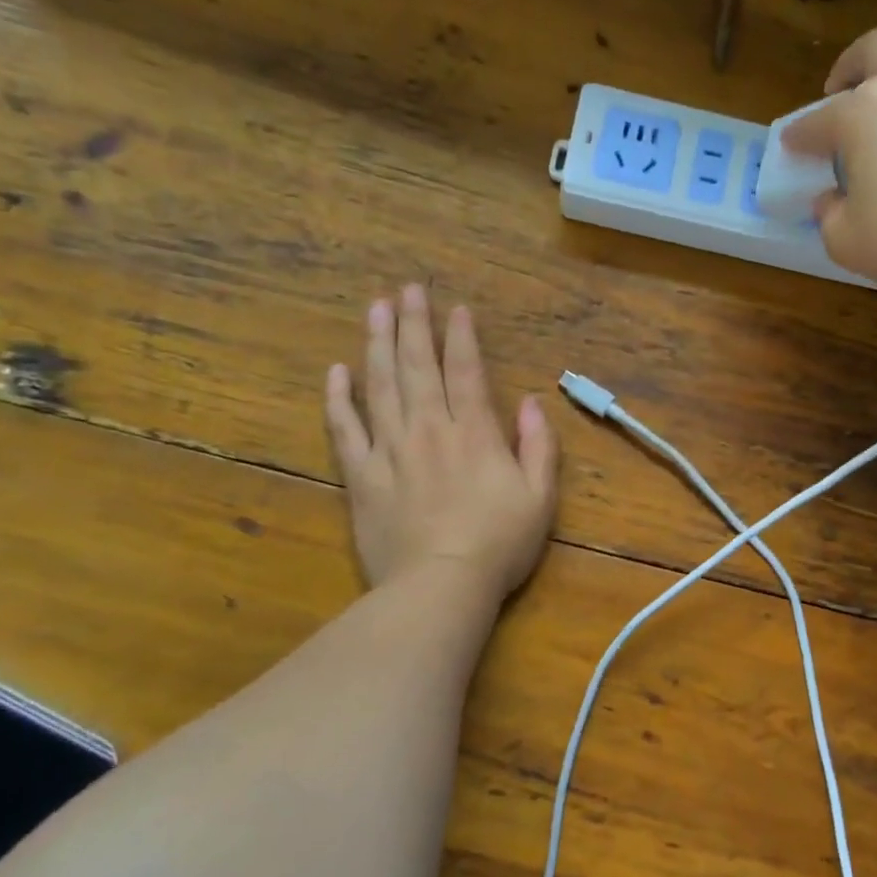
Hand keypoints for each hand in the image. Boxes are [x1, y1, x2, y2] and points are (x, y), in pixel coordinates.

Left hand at [325, 285, 557, 599]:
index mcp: (474, 433)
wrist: (440, 587)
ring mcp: (390, 451)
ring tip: (375, 309)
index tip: (456, 307)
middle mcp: (430, 429)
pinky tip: (336, 372)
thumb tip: (532, 404)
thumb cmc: (498, 545)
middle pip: (418, 366)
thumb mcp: (540, 498)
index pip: (466, 371)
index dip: (461, 336)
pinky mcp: (361, 476)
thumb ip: (539, 447)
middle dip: (414, 323)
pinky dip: (339, 399)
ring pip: (380, 386)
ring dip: (378, 344)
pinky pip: (345, 430)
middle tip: (407, 289)